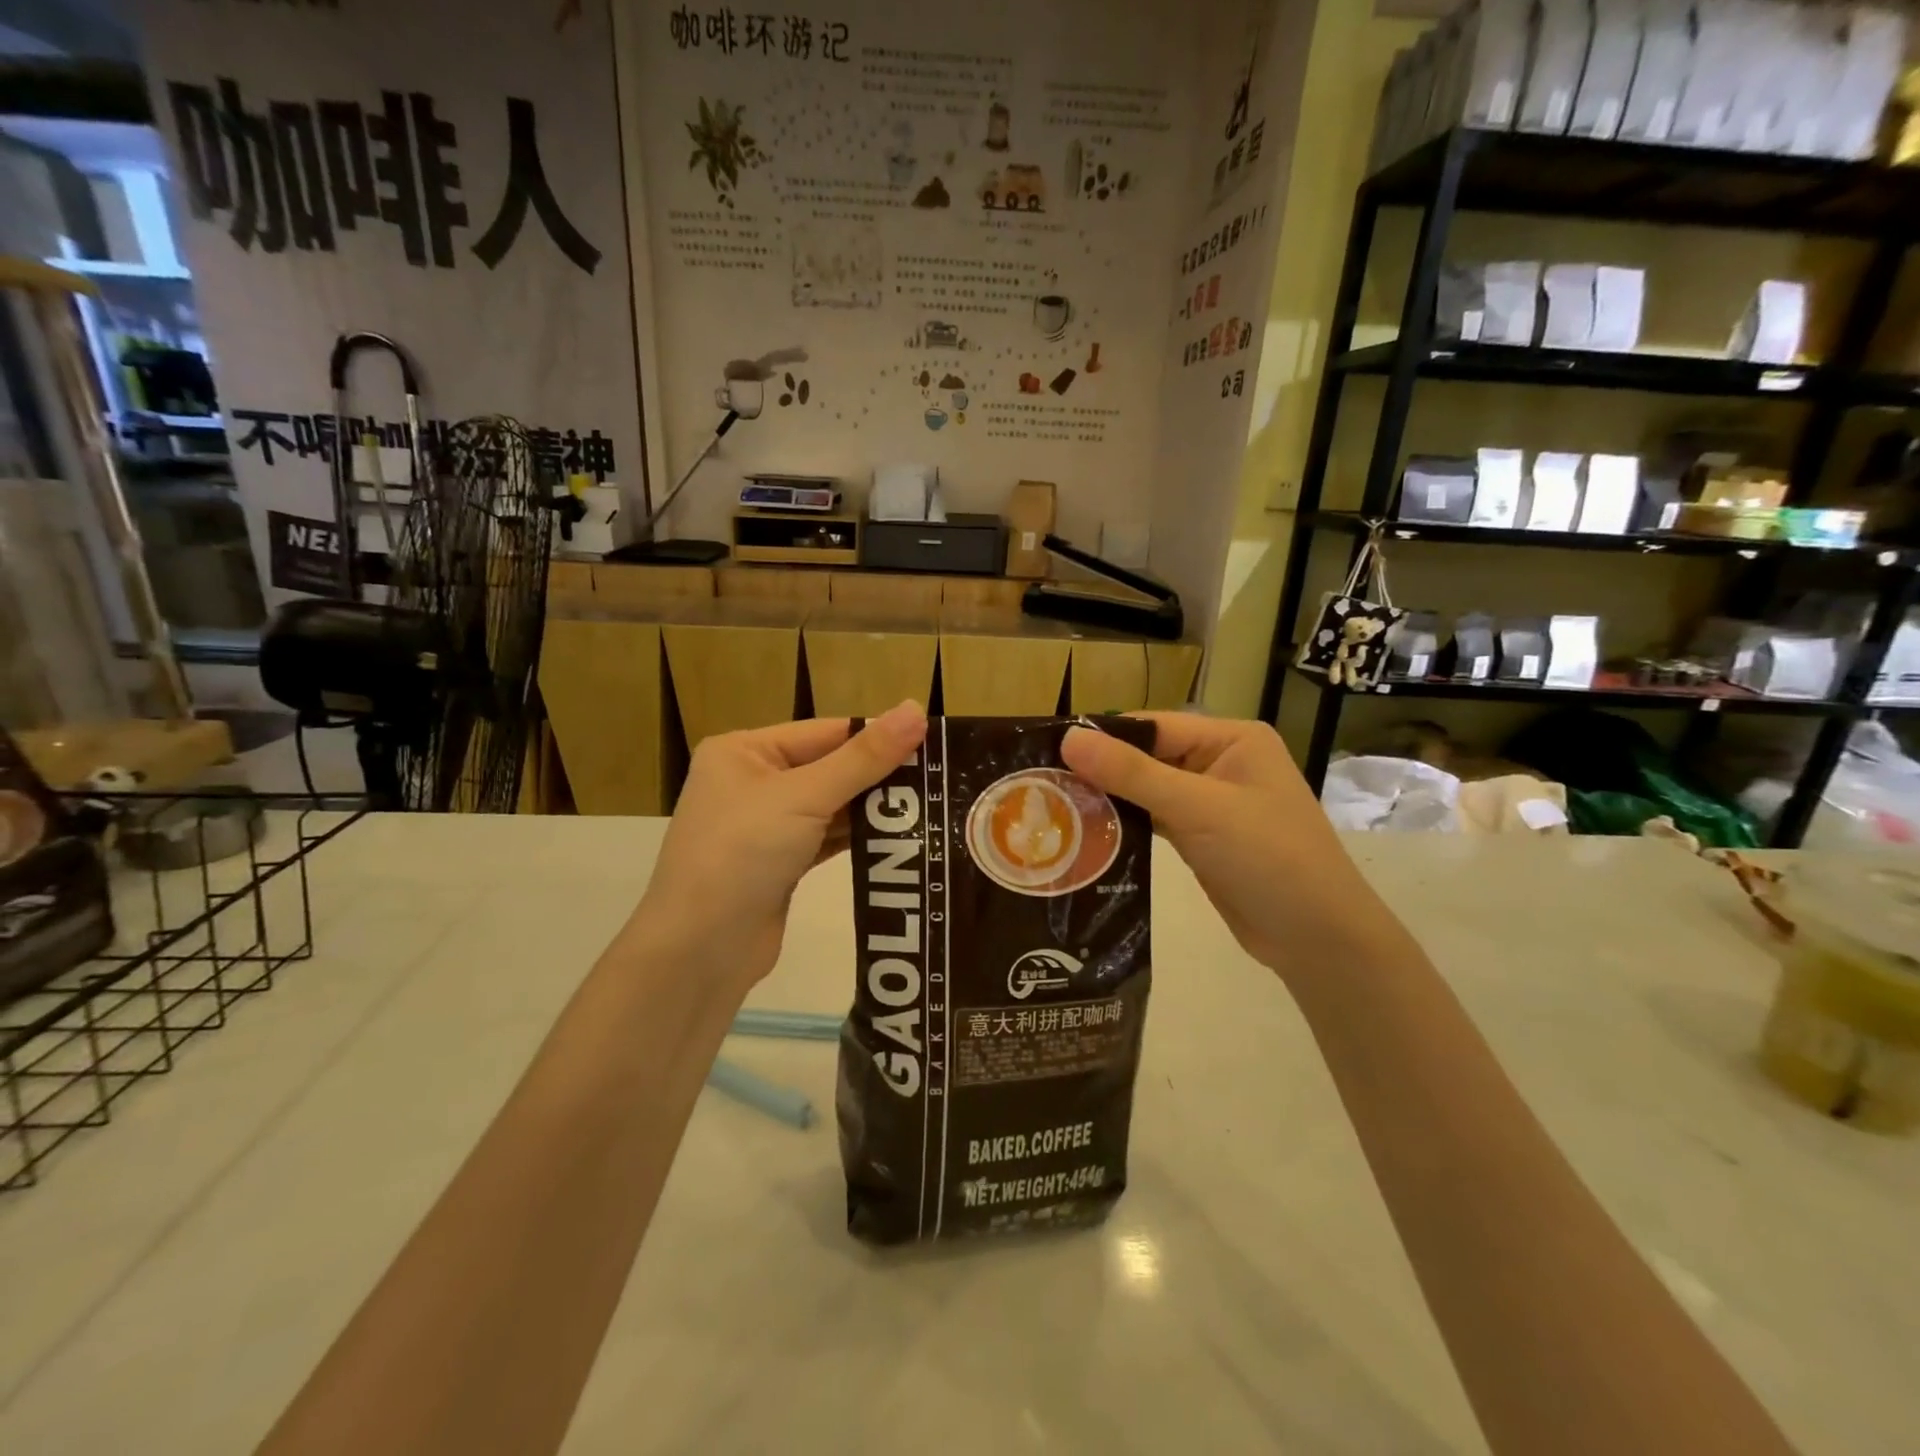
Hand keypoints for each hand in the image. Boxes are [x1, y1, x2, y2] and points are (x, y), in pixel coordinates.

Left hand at [633, 701, 927, 997]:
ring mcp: (765, 826)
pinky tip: (898, 838)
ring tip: (932, 807)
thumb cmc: (743, 854)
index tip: (933, 744)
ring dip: (873, 810)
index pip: (825, 732)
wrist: (700, 951)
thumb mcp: (805, 796)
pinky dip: (858, 838)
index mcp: (744, 751)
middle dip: (879, 776)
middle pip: (830, 767)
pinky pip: (826, 838)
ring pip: (831, 806)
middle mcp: (751, 781)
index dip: (876, 737)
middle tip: (940, 779)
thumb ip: (864, 758)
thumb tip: (916, 708)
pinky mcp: (780, 864)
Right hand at [1061, 714, 1390, 981]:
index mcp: (1232, 739)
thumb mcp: (1197, 808)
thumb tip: (1069, 736)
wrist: (1317, 938)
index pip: (1154, 726)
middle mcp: (1222, 763)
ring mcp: (1212, 803)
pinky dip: (1126, 824)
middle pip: (1148, 756)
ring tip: (1054, 804)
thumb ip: (1132, 772)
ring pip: (1148, 790)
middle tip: (1042, 782)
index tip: (1048, 750)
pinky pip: (1155, 819)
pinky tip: (1087, 831)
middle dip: (1102, 770)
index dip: (1104, 736)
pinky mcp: (1203, 838)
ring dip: (1110, 798)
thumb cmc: (1267, 857)